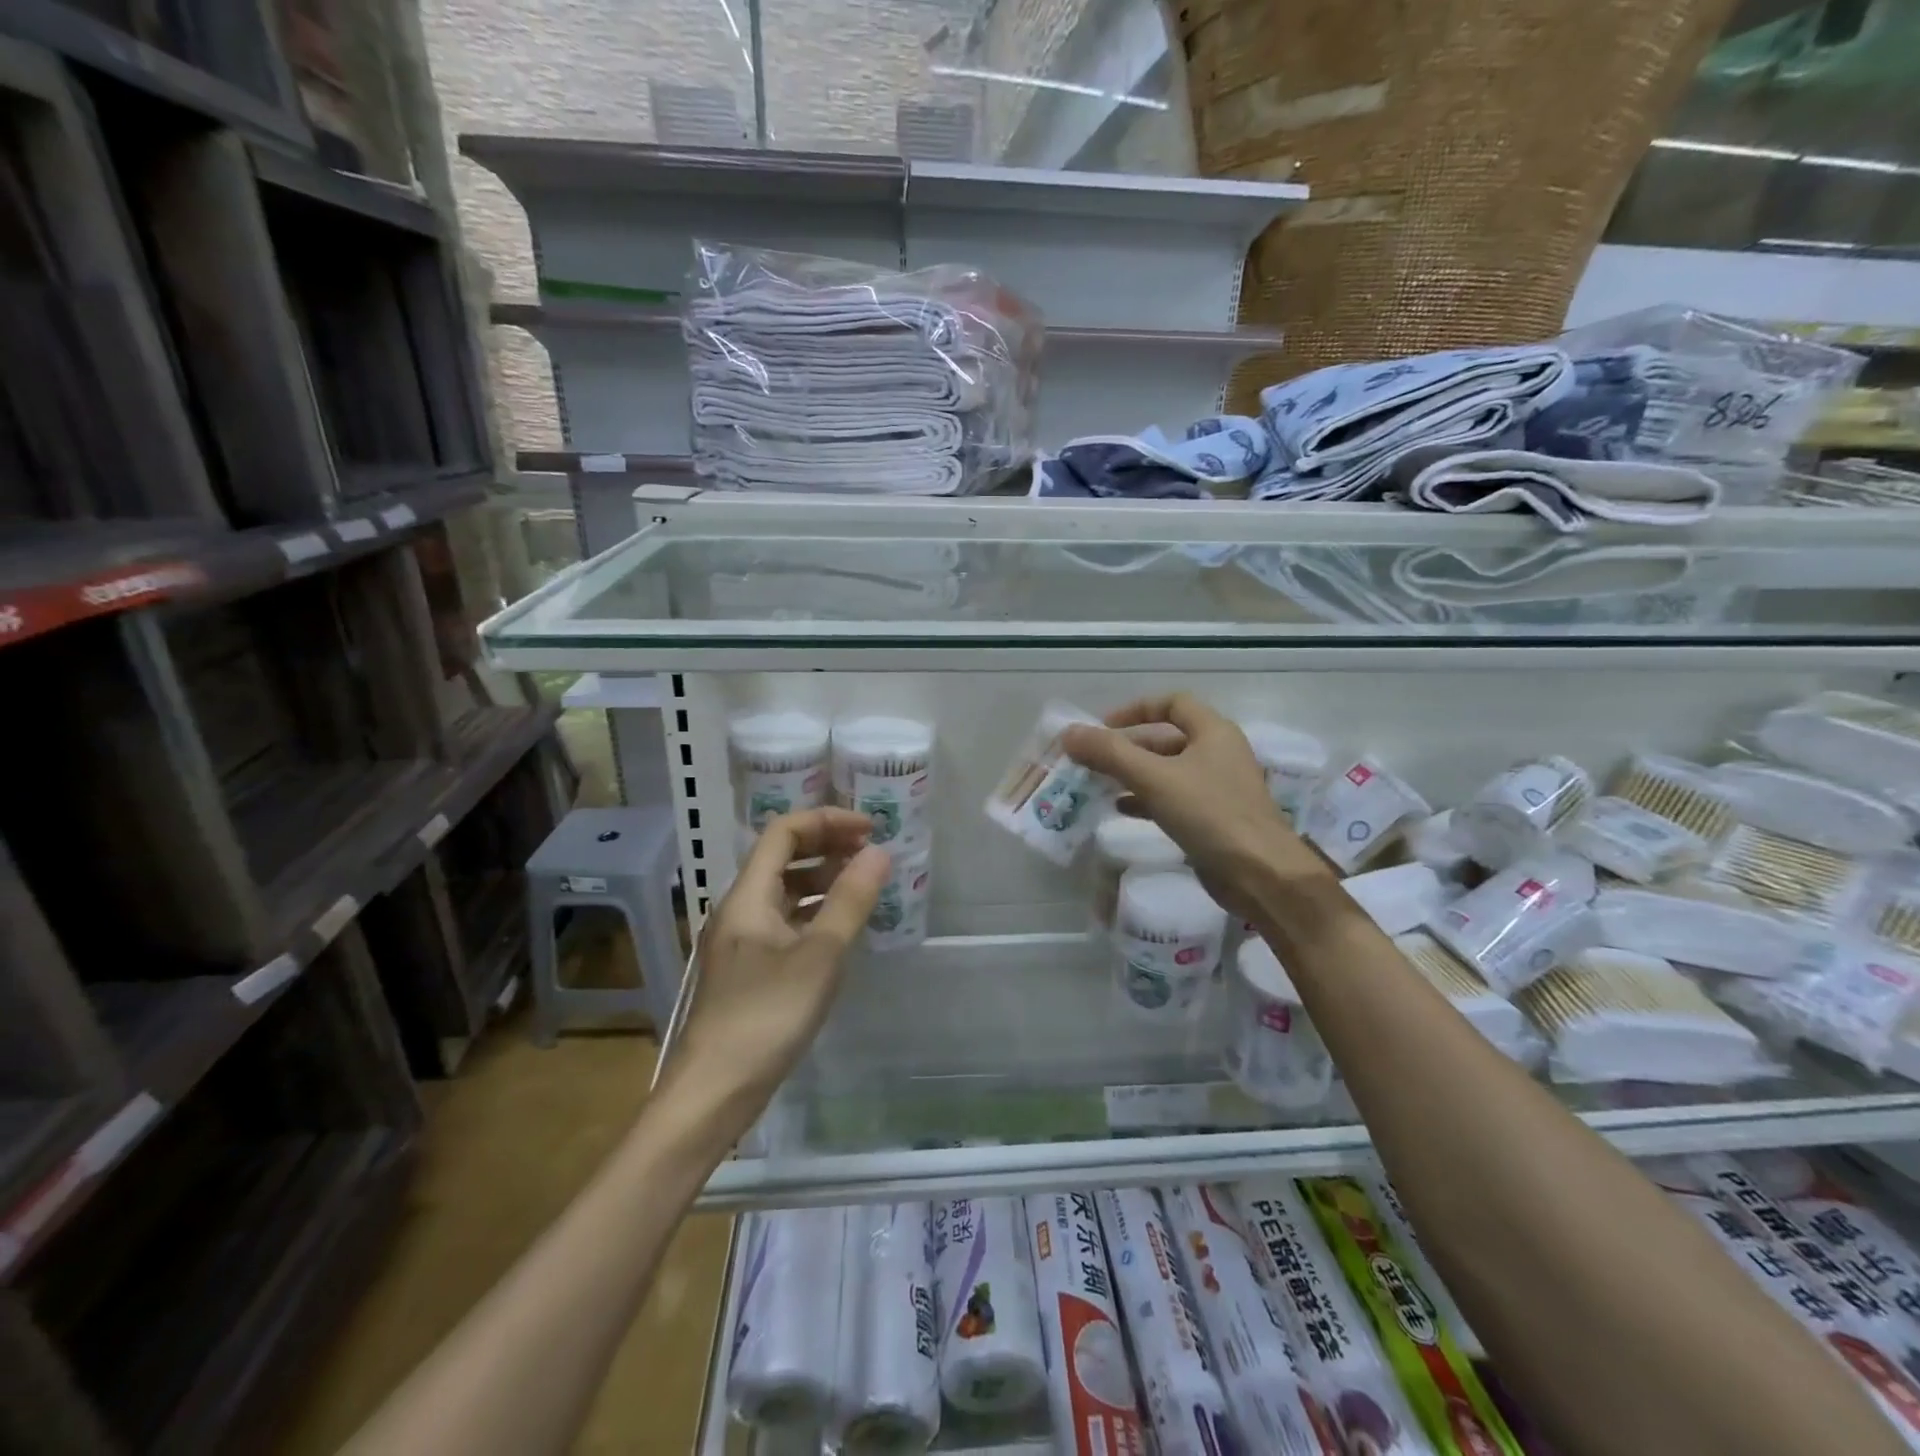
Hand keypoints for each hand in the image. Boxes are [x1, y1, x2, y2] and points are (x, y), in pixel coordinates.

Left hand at [668, 808, 889, 1115]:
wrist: (713, 1092)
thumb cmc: (766, 1017)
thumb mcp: (819, 956)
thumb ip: (850, 901)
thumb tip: (879, 852)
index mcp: (748, 896)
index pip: (783, 832)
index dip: (827, 821)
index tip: (869, 829)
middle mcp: (740, 910)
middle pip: (782, 858)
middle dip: (827, 846)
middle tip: (871, 853)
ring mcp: (741, 941)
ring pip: (784, 892)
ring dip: (822, 880)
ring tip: (863, 886)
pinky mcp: (748, 969)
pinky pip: (785, 922)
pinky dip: (814, 913)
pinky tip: (841, 929)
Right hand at [1062, 693, 1333, 922]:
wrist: (1261, 875)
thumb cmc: (1210, 814)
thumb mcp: (1154, 779)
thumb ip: (1110, 754)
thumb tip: (1069, 733)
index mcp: (1214, 732)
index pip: (1172, 703)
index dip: (1136, 709)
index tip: (1103, 726)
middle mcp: (1219, 754)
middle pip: (1166, 739)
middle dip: (1128, 748)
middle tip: (1092, 760)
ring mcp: (1218, 788)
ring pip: (1168, 772)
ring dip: (1134, 775)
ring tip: (1099, 785)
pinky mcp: (1214, 819)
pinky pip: (1174, 800)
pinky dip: (1147, 800)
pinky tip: (1121, 810)